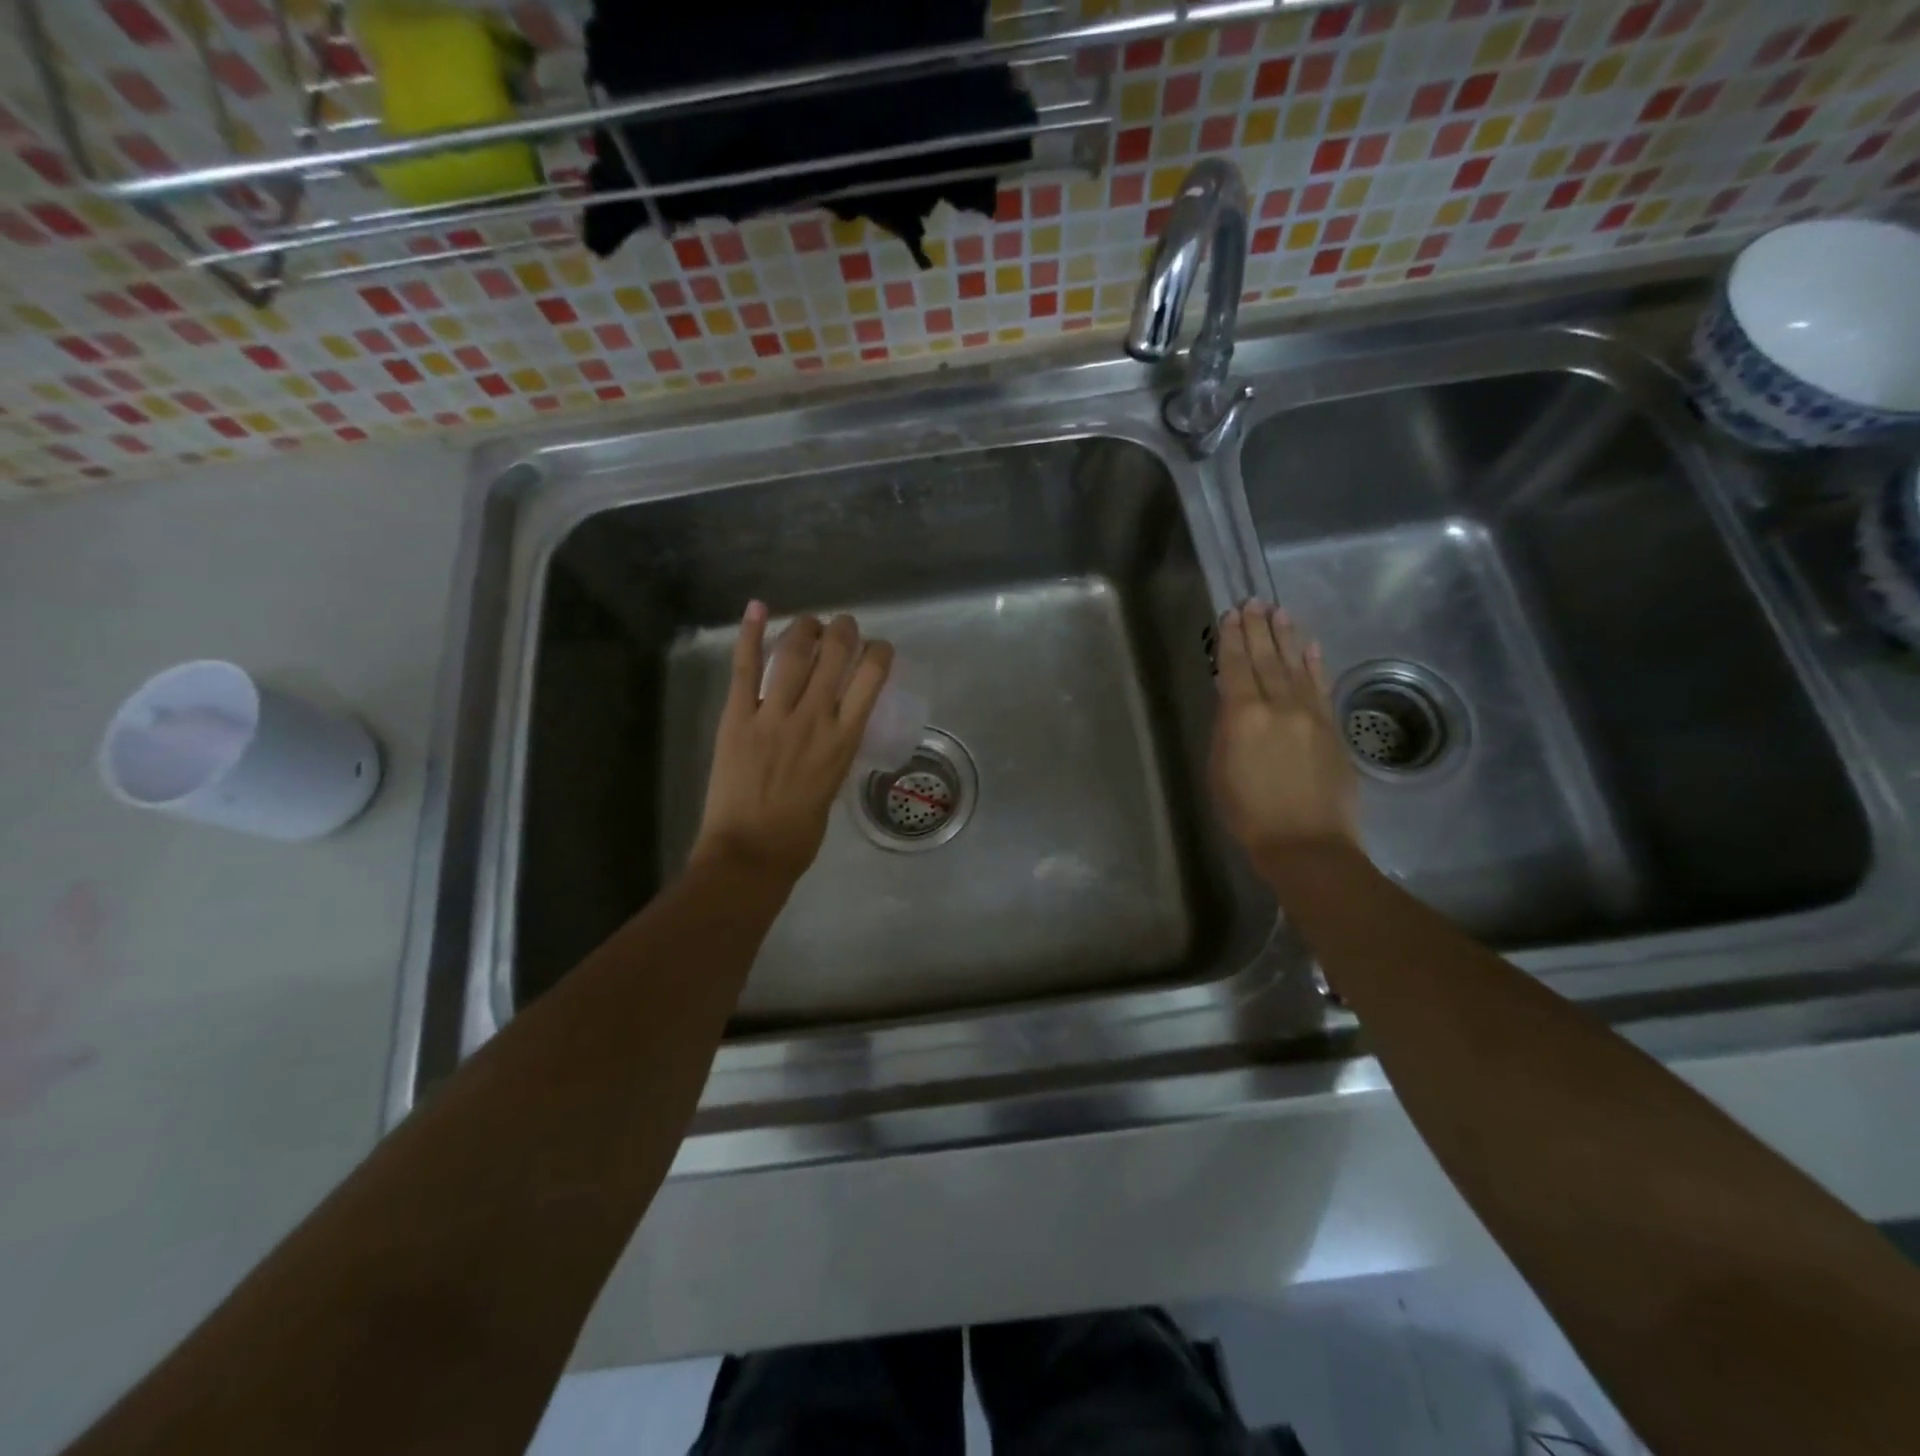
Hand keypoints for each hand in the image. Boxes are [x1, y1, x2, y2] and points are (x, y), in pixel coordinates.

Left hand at [692, 602, 894, 884]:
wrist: (750, 853)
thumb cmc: (800, 833)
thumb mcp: (834, 784)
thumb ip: (835, 749)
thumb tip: (832, 726)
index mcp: (844, 739)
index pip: (872, 677)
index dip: (879, 652)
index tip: (878, 648)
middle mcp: (815, 717)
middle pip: (836, 653)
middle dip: (844, 630)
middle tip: (843, 626)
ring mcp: (773, 714)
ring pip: (794, 652)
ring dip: (806, 627)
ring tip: (810, 623)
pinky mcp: (738, 717)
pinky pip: (745, 668)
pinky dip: (751, 635)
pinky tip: (758, 607)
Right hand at [1209, 600, 1359, 864]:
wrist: (1307, 843)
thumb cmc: (1249, 814)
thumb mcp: (1220, 771)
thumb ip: (1226, 730)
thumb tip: (1232, 702)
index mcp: (1244, 716)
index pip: (1236, 667)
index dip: (1233, 639)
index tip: (1231, 614)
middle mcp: (1279, 706)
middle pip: (1267, 659)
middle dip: (1258, 629)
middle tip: (1254, 602)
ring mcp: (1310, 714)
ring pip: (1296, 666)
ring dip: (1287, 637)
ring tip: (1279, 612)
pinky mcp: (1333, 728)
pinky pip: (1321, 687)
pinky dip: (1315, 664)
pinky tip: (1311, 647)